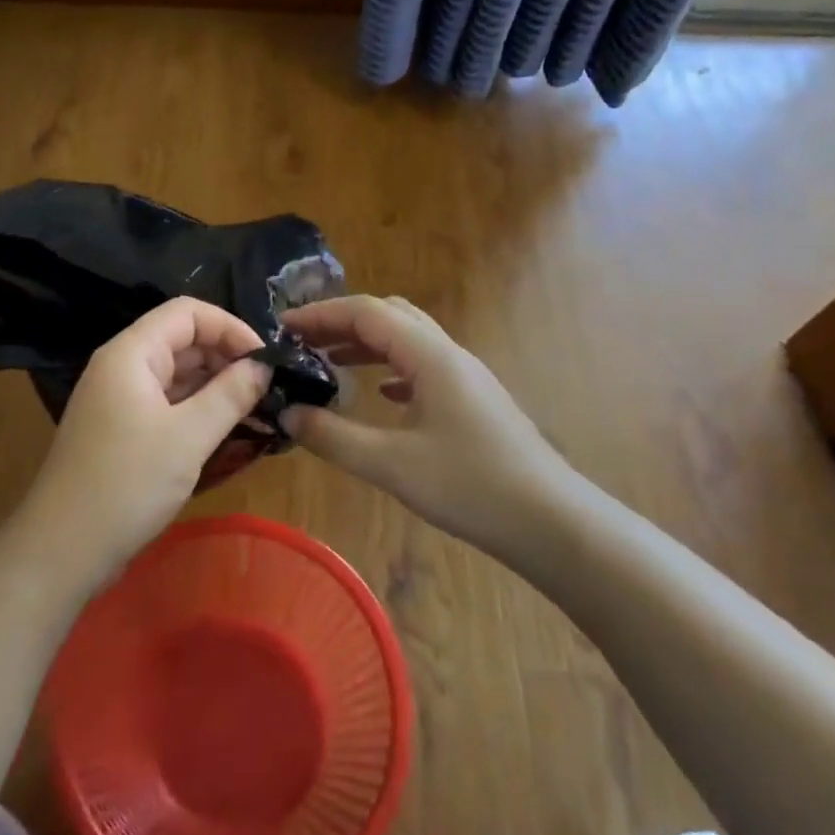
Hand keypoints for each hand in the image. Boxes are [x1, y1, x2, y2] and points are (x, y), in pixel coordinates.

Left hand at [18, 297, 269, 588]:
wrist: (62, 549)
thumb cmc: (127, 484)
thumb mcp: (189, 437)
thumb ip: (231, 394)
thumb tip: (264, 365)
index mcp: (131, 353)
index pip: (187, 312)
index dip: (230, 326)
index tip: (266, 358)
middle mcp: (121, 366)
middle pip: (181, 340)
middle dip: (226, 356)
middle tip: (267, 387)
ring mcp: (118, 399)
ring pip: (175, 374)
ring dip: (214, 385)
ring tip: (256, 407)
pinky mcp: (120, 429)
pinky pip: (165, 403)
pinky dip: (196, 409)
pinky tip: (225, 428)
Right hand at [279, 295, 579, 555]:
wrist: (552, 522)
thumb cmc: (471, 487)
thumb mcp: (391, 465)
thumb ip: (333, 437)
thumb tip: (287, 414)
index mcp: (429, 356)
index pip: (366, 312)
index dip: (320, 314)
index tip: (282, 328)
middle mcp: (448, 354)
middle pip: (389, 315)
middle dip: (341, 322)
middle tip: (303, 343)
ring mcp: (465, 376)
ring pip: (407, 339)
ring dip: (366, 343)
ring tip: (328, 362)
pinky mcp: (473, 400)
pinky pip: (423, 366)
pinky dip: (391, 368)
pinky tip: (380, 394)